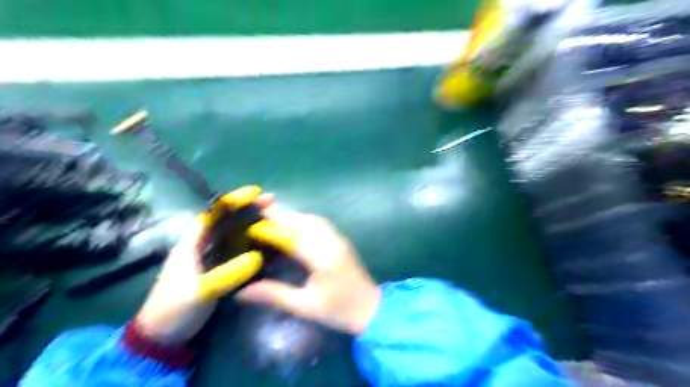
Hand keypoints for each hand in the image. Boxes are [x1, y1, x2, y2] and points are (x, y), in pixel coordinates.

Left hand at [133, 186, 273, 344]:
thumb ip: (227, 274)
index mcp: (191, 243)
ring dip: (253, 225)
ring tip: (275, 220)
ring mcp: (211, 258)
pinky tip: (267, 244)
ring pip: (234, 235)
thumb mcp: (200, 292)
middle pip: (227, 221)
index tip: (256, 193)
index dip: (234, 201)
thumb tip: (257, 257)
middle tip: (273, 203)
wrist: (162, 338)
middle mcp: (202, 245)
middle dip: (248, 210)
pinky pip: (238, 250)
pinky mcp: (218, 270)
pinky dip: (252, 244)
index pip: (213, 213)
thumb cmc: (174, 310)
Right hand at [238, 205, 382, 335]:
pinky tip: (293, 226)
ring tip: (272, 216)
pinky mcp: (341, 241)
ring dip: (293, 215)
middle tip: (259, 210)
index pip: (293, 235)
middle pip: (304, 220)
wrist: (371, 309)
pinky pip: (320, 223)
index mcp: (323, 257)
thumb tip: (242, 292)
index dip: (272, 225)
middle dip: (281, 213)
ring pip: (313, 219)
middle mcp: (332, 242)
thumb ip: (275, 294)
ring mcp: (339, 239)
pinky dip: (303, 220)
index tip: (252, 218)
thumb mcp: (305, 306)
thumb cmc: (339, 310)